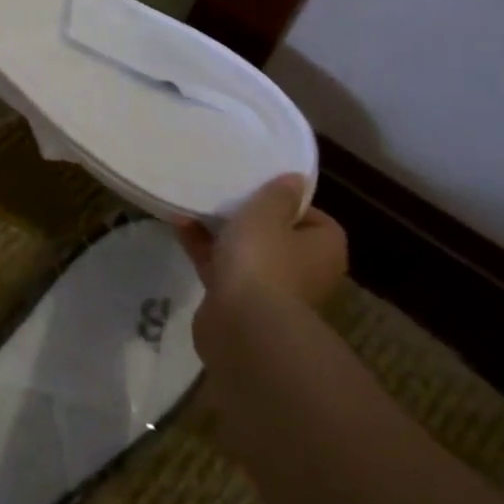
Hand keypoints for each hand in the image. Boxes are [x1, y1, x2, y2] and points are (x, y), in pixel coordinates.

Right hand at [176, 175, 347, 362]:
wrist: (241, 324)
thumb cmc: (263, 259)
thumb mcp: (266, 214)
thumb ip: (277, 195)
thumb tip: (295, 179)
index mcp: (324, 249)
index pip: (314, 218)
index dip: (287, 202)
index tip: (260, 189)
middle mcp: (304, 271)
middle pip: (277, 237)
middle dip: (250, 219)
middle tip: (226, 195)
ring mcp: (271, 289)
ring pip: (246, 253)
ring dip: (221, 232)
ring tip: (194, 205)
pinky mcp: (238, 301)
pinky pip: (221, 267)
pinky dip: (204, 249)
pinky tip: (179, 226)